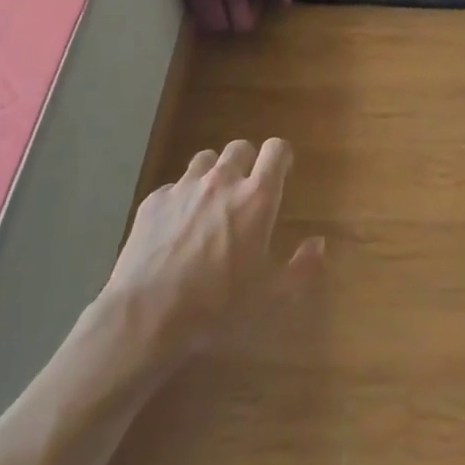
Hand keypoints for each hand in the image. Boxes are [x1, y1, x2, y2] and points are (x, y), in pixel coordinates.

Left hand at [98, 138, 323, 358]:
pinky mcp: (153, 202)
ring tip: (212, 203)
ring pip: (205, 160)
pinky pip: (174, 187)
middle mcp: (222, 181)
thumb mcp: (272, 297)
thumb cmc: (218, 306)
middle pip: (240, 148)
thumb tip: (318, 243)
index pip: (276, 149)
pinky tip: (177, 228)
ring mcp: (184, 188)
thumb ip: (303, 268)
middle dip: (248, 162)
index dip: (282, 156)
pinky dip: (182, 198)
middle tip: (247, 191)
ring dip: (214, 174)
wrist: (146, 316)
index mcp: (256, 197)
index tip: (283, 172)